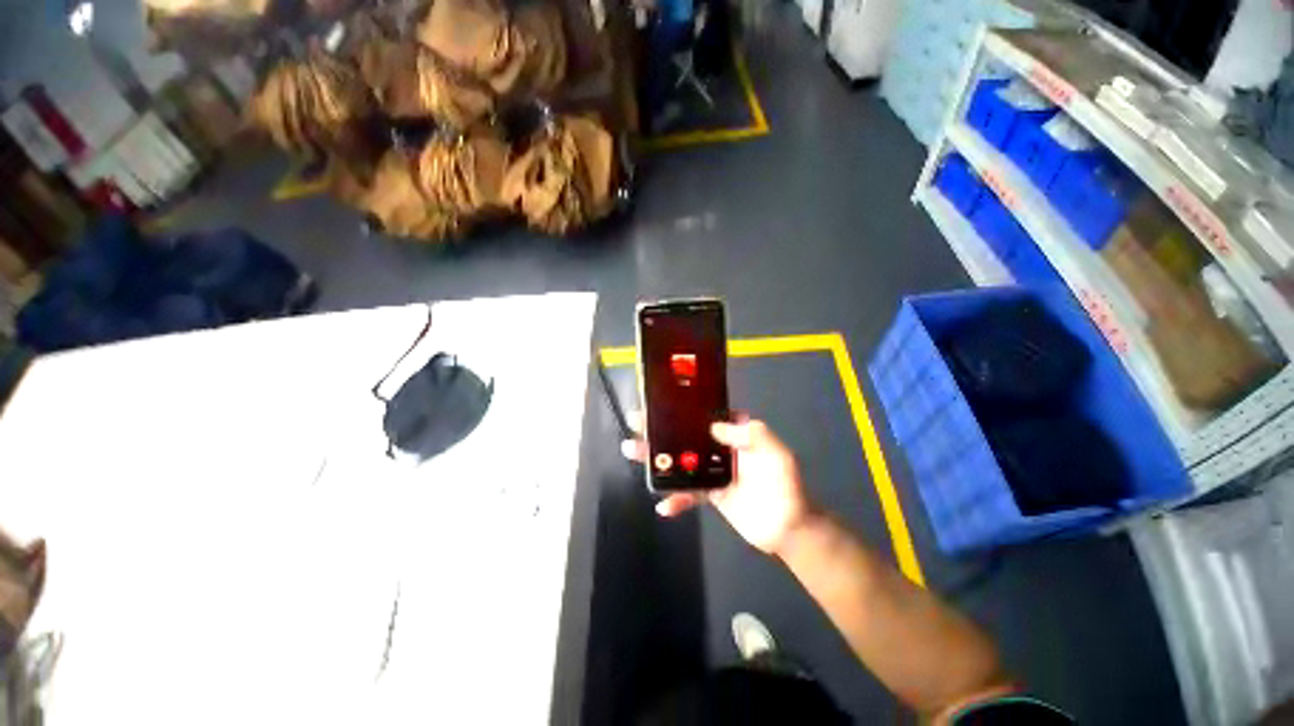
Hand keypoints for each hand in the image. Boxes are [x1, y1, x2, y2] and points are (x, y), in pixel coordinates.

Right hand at [622, 416, 815, 555]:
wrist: (789, 529)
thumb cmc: (786, 486)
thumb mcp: (776, 454)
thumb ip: (752, 434)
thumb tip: (715, 426)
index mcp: (735, 434)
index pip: (705, 416)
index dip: (683, 409)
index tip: (660, 404)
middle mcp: (720, 448)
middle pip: (686, 436)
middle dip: (660, 430)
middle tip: (635, 424)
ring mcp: (712, 471)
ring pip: (681, 462)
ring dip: (657, 460)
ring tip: (632, 453)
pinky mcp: (710, 494)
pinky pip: (688, 493)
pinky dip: (675, 499)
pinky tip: (663, 506)